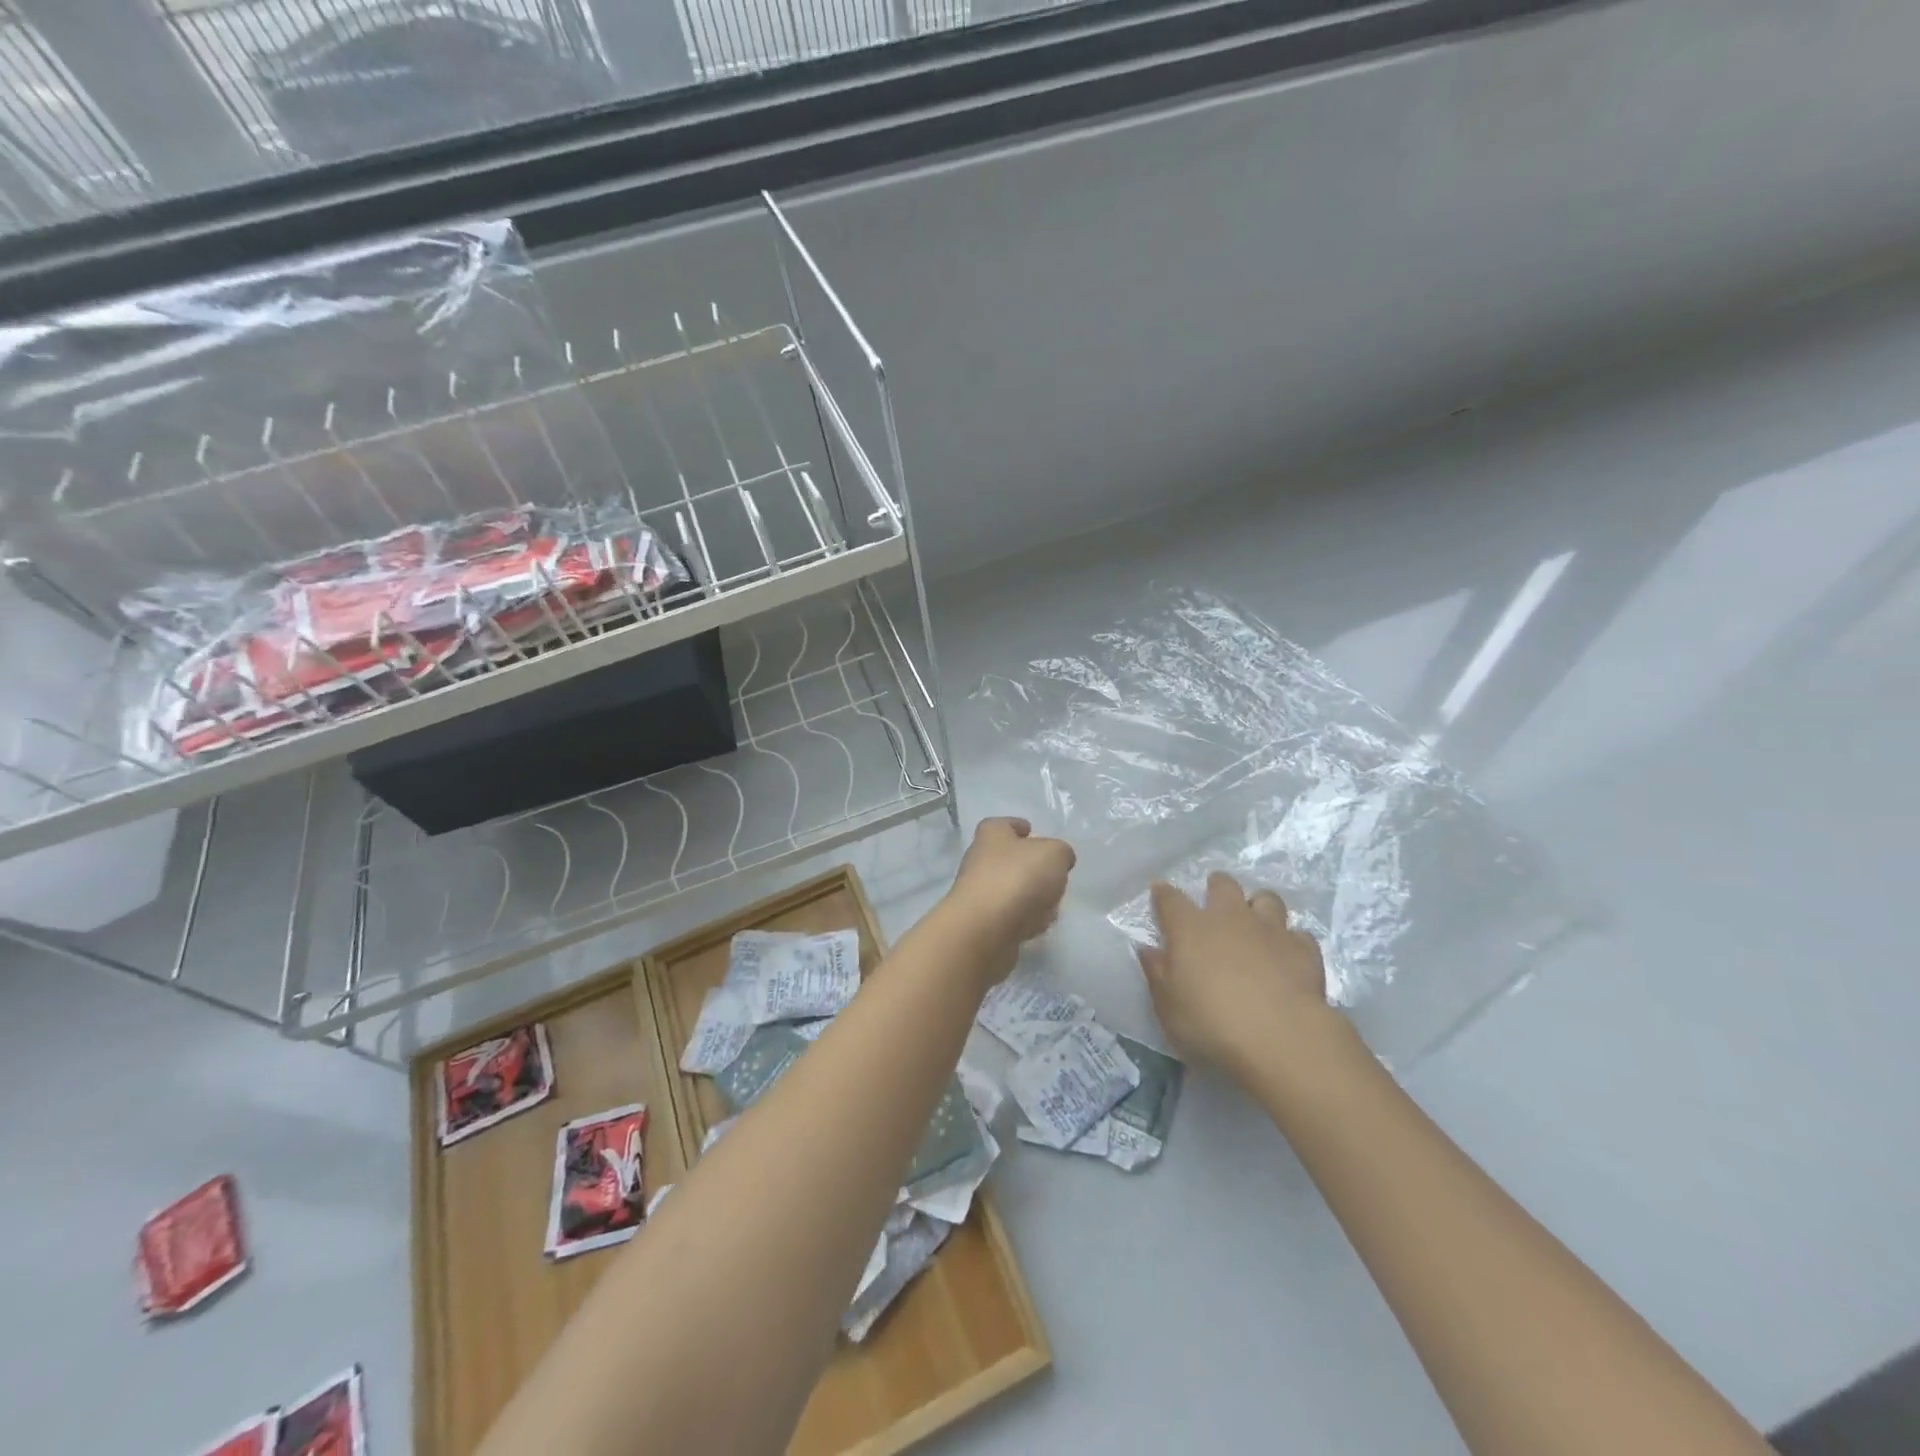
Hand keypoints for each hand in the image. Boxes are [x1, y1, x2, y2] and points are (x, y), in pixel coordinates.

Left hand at [946, 817, 1075, 972]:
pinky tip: (1037, 927)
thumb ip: (1061, 853)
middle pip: (1010, 859)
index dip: (1018, 826)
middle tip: (1054, 876)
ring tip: (1050, 906)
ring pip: (1013, 890)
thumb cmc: (1018, 878)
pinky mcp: (983, 923)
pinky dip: (1025, 920)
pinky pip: (1011, 917)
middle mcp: (980, 860)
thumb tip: (1060, 860)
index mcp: (992, 834)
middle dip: (1033, 868)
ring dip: (1032, 897)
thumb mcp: (1054, 854)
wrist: (984, 930)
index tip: (1032, 831)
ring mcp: (979, 893)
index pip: (1003, 824)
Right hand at [1137, 872, 1343, 1077]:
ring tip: (1255, 924)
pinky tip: (1287, 956)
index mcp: (1190, 928)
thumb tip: (1149, 950)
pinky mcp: (1304, 950)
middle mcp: (1229, 918)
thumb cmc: (1211, 1023)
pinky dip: (1291, 941)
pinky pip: (1298, 934)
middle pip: (1223, 885)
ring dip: (1258, 907)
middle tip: (1214, 904)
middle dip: (1217, 887)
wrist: (1281, 1038)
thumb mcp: (1168, 1007)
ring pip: (1266, 899)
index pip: (1170, 899)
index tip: (1159, 892)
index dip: (1163, 894)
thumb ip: (1157, 973)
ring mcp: (1270, 930)